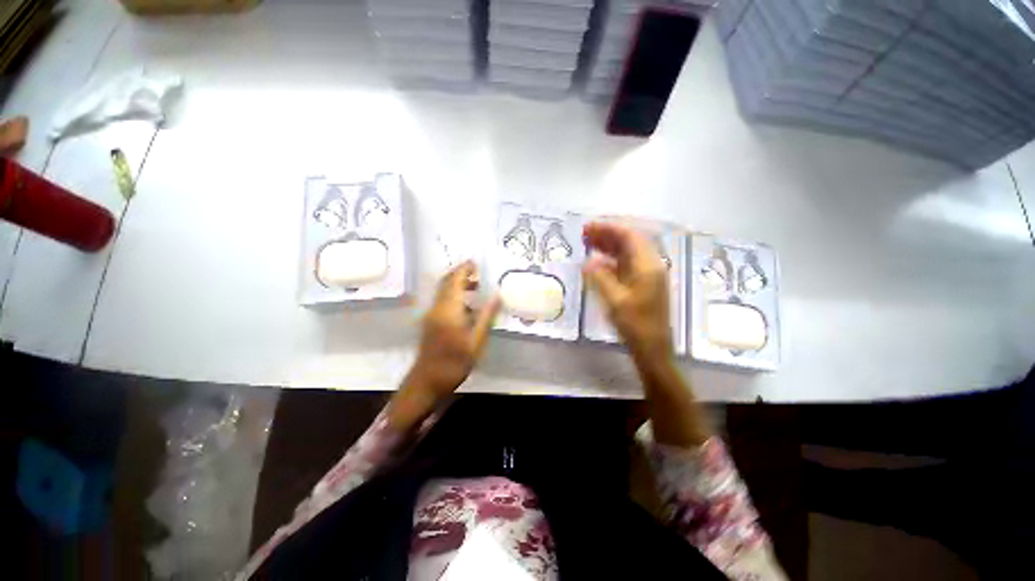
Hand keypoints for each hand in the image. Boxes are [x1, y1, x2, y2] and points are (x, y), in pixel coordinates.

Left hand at [392, 262, 500, 428]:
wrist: (427, 381)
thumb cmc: (455, 362)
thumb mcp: (476, 341)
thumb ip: (486, 316)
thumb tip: (497, 295)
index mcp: (448, 309)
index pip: (455, 280)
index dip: (464, 268)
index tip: (476, 262)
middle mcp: (437, 307)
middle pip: (446, 282)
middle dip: (460, 273)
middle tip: (478, 271)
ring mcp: (431, 314)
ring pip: (443, 291)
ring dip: (457, 284)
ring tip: (476, 286)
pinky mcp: (430, 321)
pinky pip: (442, 300)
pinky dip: (454, 294)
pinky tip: (467, 304)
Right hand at [583, 222, 672, 364]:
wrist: (653, 349)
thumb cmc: (636, 325)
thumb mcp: (615, 300)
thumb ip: (600, 277)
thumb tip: (587, 261)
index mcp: (648, 265)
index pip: (629, 236)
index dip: (608, 228)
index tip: (588, 228)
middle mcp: (650, 266)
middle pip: (629, 242)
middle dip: (607, 235)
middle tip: (584, 234)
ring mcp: (647, 276)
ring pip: (627, 253)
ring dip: (609, 247)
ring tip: (588, 244)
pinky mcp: (643, 285)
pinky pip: (626, 266)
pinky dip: (611, 261)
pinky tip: (598, 264)